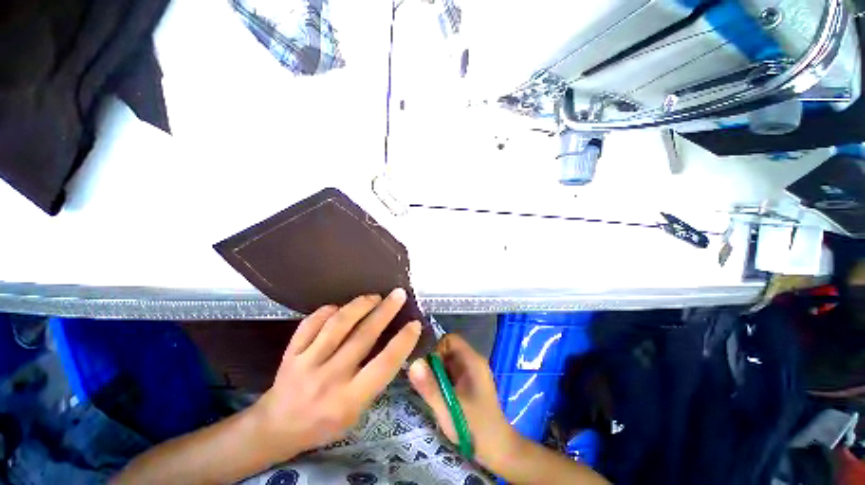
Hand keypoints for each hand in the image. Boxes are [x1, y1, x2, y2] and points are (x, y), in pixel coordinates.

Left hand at [252, 289, 421, 460]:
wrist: (276, 428)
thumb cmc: (324, 424)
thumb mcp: (356, 413)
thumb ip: (373, 380)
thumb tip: (392, 345)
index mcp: (349, 400)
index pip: (384, 365)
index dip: (403, 342)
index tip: (415, 324)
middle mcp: (329, 379)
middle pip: (363, 337)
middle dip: (385, 311)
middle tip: (399, 294)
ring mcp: (306, 363)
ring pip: (337, 325)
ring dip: (360, 306)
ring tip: (374, 297)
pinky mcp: (290, 352)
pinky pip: (312, 323)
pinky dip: (328, 311)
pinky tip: (340, 307)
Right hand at [408, 334, 521, 470]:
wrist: (498, 450)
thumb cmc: (475, 428)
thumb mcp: (448, 408)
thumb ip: (430, 386)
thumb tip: (413, 363)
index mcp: (472, 361)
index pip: (450, 340)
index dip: (436, 350)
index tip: (427, 370)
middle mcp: (473, 362)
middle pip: (448, 350)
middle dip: (434, 364)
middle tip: (426, 384)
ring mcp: (472, 372)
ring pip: (448, 362)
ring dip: (437, 374)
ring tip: (431, 392)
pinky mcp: (470, 383)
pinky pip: (451, 373)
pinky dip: (443, 381)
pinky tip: (440, 397)